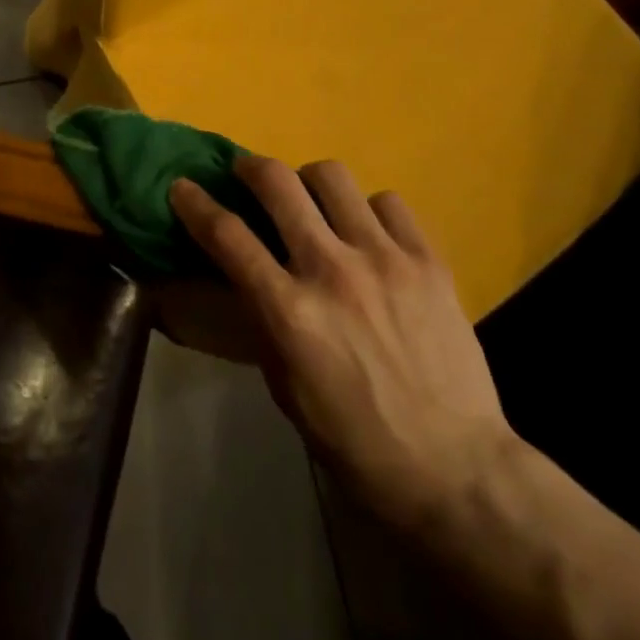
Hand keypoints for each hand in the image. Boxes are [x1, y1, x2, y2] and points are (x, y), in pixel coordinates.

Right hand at [171, 158, 514, 529]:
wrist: (456, 470)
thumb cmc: (356, 442)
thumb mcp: (286, 388)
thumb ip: (264, 321)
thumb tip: (247, 274)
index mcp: (290, 312)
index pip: (228, 235)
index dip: (195, 204)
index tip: (182, 187)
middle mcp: (332, 271)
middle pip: (278, 183)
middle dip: (251, 168)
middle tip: (247, 174)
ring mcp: (384, 259)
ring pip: (333, 176)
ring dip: (310, 183)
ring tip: (314, 203)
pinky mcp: (428, 261)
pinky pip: (389, 202)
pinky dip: (369, 209)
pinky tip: (370, 233)